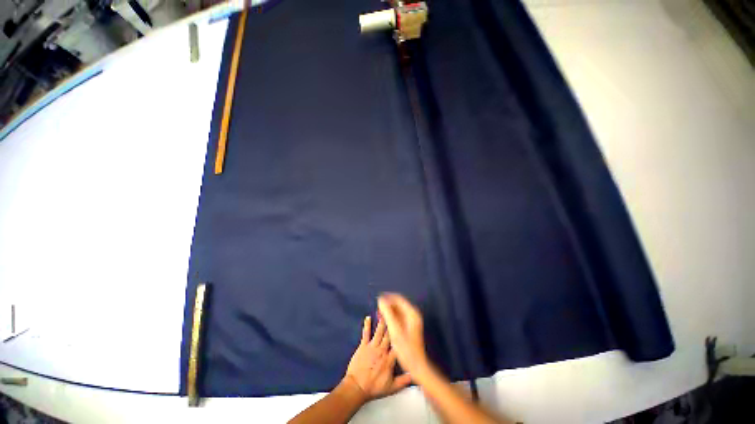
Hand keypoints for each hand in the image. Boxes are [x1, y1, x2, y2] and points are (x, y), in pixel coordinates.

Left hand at [344, 316, 411, 400]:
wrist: (357, 387)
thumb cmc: (374, 388)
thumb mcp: (391, 388)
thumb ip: (403, 381)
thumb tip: (414, 375)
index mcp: (389, 359)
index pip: (398, 346)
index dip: (402, 336)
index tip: (405, 327)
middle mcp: (382, 350)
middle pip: (389, 335)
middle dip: (393, 324)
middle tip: (396, 313)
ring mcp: (372, 347)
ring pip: (379, 332)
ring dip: (382, 322)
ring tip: (385, 312)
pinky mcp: (363, 346)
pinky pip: (366, 334)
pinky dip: (367, 325)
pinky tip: (368, 317)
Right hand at [377, 293, 428, 376]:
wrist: (416, 365)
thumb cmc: (406, 348)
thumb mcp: (395, 330)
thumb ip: (388, 314)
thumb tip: (380, 300)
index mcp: (411, 313)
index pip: (398, 298)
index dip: (387, 298)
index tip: (378, 300)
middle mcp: (413, 314)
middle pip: (398, 303)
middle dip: (387, 304)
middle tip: (378, 309)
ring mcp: (411, 320)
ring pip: (397, 310)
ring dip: (388, 311)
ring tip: (379, 314)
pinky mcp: (409, 326)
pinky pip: (398, 316)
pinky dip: (391, 316)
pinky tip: (384, 321)